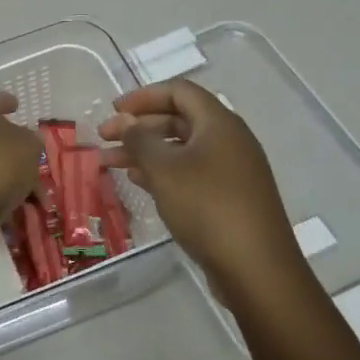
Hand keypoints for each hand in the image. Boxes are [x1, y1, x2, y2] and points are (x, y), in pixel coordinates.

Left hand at [0, 90, 42, 230]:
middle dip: (16, 147)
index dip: (4, 100)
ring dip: (15, 176)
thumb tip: (27, 140)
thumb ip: (32, 139)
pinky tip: (24, 210)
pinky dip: (4, 195)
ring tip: (39, 194)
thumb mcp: (29, 146)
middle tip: (36, 154)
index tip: (17, 106)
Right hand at [98, 80, 307, 294]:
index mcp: (219, 124)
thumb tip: (125, 120)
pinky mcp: (228, 197)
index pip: (179, 91)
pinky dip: (161, 172)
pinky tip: (137, 182)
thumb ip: (140, 139)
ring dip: (145, 151)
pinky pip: (190, 172)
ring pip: (181, 149)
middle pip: (178, 119)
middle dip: (138, 126)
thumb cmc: (207, 207)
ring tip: (109, 163)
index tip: (113, 110)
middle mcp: (229, 140)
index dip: (143, 96)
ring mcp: (231, 170)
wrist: (255, 267)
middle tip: (104, 137)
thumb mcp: (165, 169)